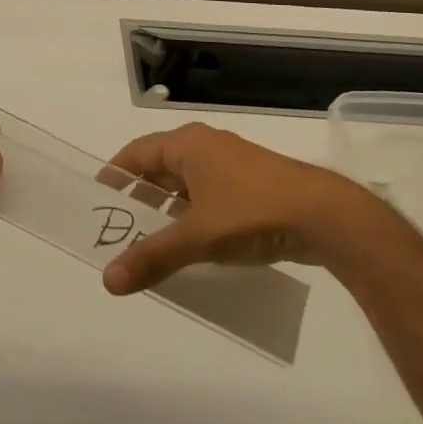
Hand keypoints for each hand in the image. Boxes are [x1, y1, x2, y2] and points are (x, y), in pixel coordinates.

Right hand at [100, 122, 378, 294]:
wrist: (325, 216)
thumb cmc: (251, 212)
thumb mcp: (197, 237)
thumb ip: (152, 257)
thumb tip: (108, 280)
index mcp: (187, 144)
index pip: (136, 152)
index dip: (115, 174)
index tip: (96, 199)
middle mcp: (206, 146)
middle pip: (160, 167)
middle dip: (140, 196)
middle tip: (119, 228)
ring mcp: (232, 164)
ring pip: (186, 183)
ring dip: (168, 209)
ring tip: (152, 242)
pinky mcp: (253, 184)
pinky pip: (209, 195)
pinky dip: (194, 215)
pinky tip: (194, 246)